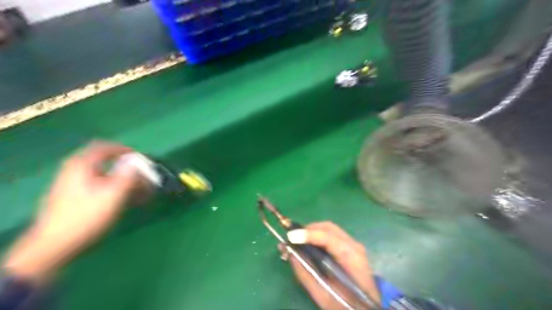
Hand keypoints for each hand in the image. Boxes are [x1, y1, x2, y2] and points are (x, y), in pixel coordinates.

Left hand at [2, 142, 139, 281]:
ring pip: (105, 177)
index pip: (105, 147)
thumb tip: (138, 163)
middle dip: (129, 170)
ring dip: (125, 182)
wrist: (54, 246)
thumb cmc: (86, 216)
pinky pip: (99, 187)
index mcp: (82, 166)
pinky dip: (115, 190)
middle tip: (144, 179)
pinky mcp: (73, 199)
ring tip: (141, 193)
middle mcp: (75, 171)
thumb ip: (129, 176)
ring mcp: (72, 186)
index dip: (125, 150)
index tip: (141, 159)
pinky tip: (126, 201)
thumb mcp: (113, 195)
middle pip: (106, 163)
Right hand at [285, 221, 379, 308]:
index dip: (308, 235)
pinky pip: (332, 235)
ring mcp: (354, 244)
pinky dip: (318, 235)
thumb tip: (289, 252)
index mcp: (351, 257)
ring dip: (313, 231)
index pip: (328, 237)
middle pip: (328, 227)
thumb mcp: (322, 294)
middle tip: (292, 237)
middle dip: (308, 229)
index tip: (290, 237)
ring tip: (298, 240)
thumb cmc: (345, 304)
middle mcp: (354, 245)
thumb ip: (304, 272)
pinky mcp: (351, 247)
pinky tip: (310, 244)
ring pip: (330, 229)